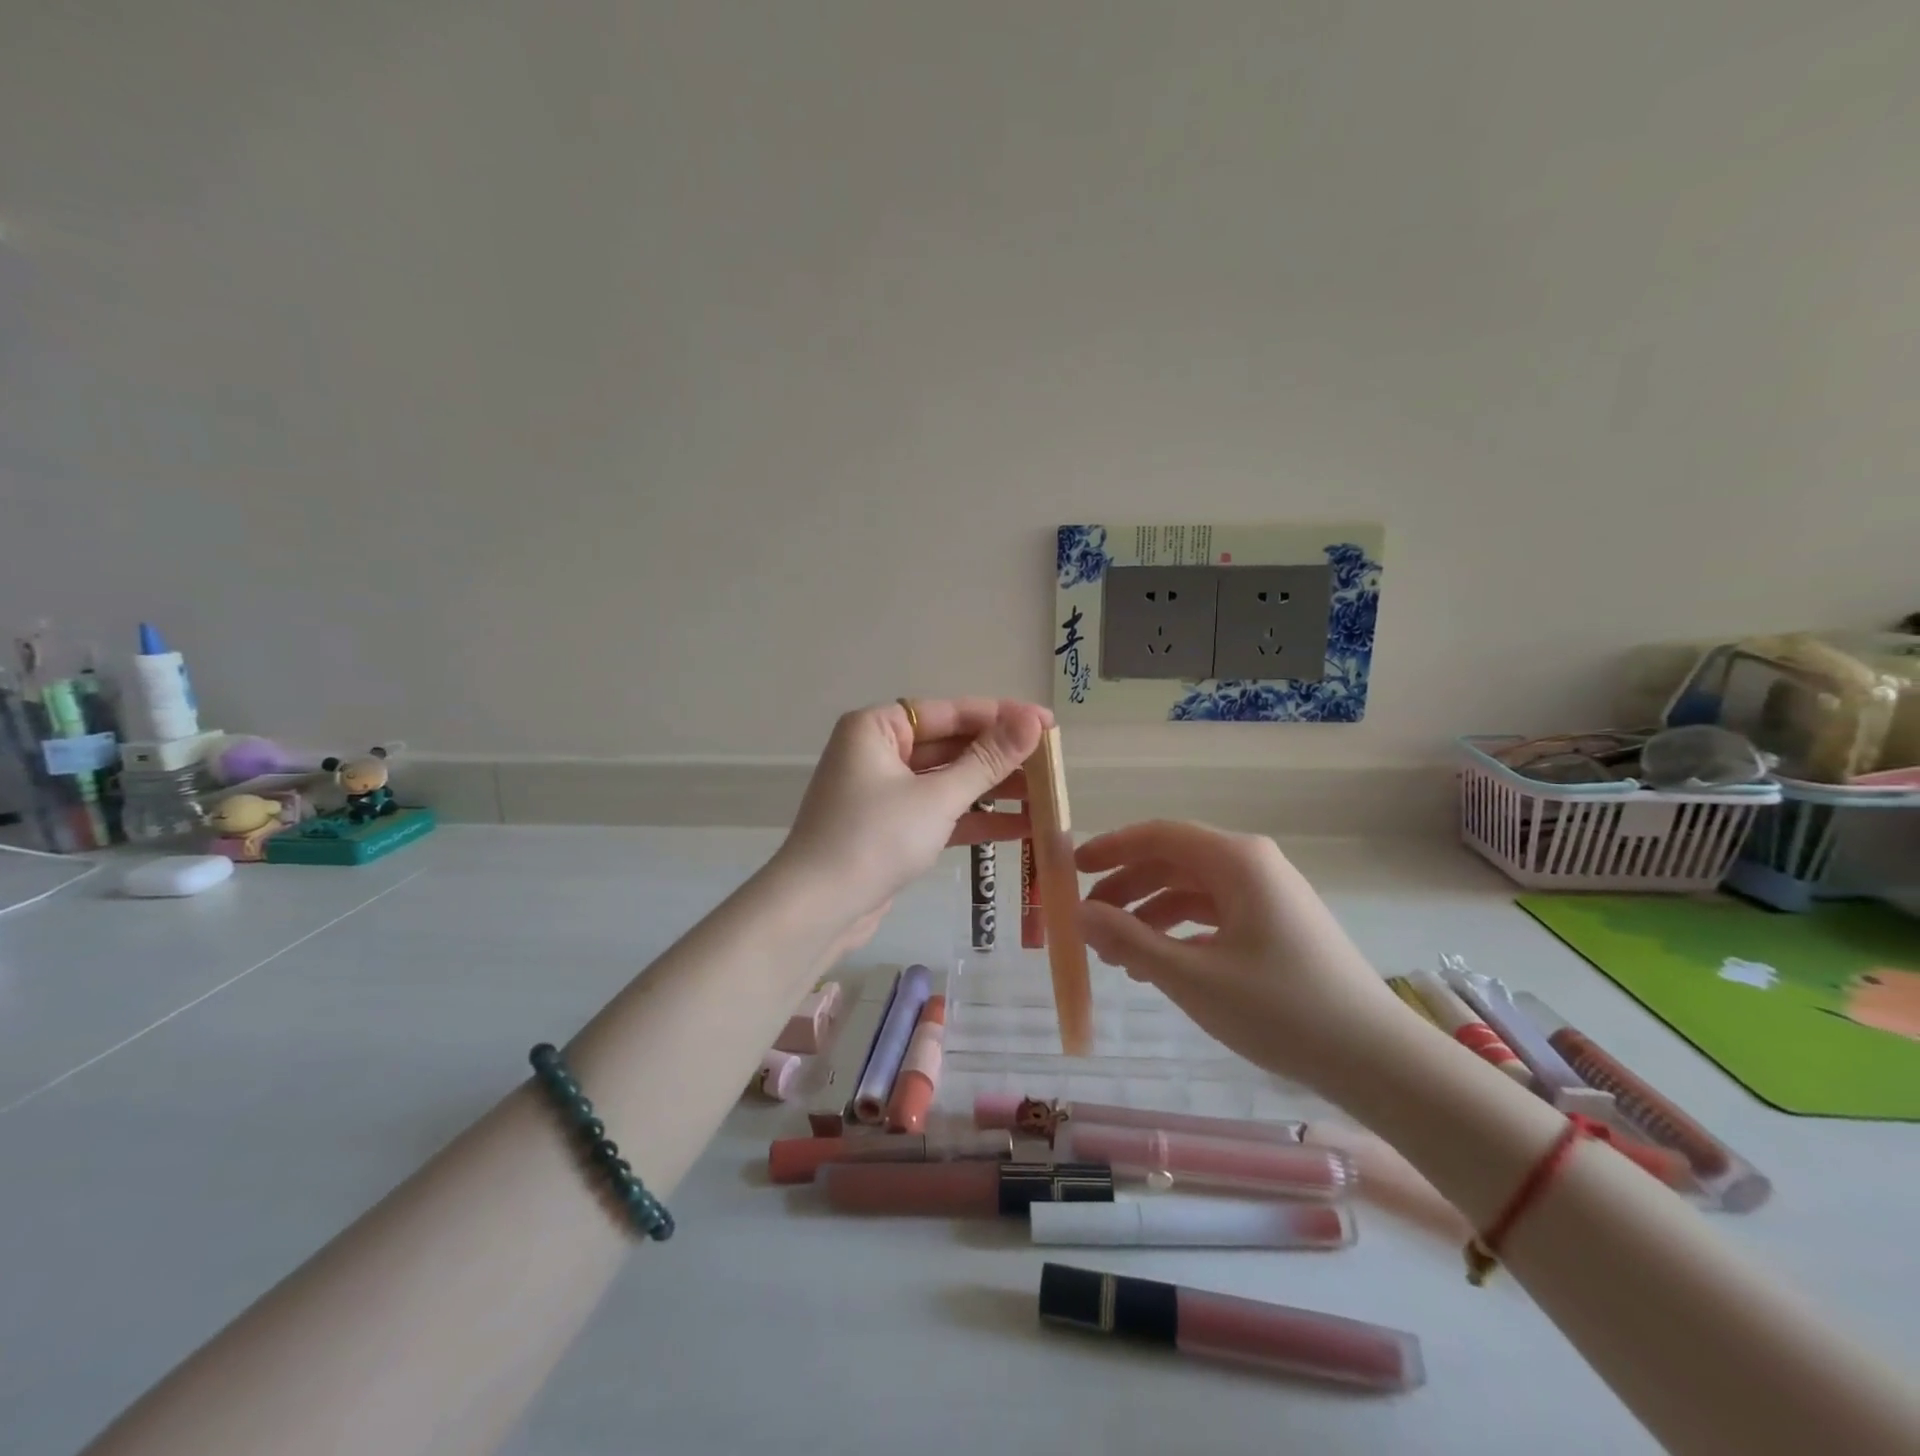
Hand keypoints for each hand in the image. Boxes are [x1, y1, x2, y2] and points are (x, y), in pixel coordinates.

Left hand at [776, 698, 1050, 942]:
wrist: (818, 909)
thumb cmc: (874, 838)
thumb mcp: (937, 797)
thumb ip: (988, 760)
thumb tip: (1034, 721)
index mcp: (877, 728)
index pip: (950, 712)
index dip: (1002, 717)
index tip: (1048, 723)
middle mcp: (878, 752)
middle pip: (951, 745)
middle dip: (1001, 758)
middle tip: (1052, 763)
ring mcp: (884, 792)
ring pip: (948, 781)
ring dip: (994, 790)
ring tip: (1047, 796)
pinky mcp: (891, 828)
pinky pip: (940, 811)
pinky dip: (974, 817)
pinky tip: (1022, 827)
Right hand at [1074, 820, 1401, 1094]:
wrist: (1377, 1060)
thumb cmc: (1280, 1009)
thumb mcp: (1191, 977)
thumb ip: (1129, 940)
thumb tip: (1079, 913)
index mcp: (1236, 860)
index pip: (1158, 835)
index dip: (1110, 848)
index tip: (1071, 870)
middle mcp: (1253, 865)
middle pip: (1174, 861)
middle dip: (1126, 887)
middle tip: (1088, 920)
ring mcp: (1270, 895)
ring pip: (1193, 889)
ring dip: (1151, 914)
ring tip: (1118, 954)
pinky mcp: (1278, 925)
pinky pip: (1216, 913)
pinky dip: (1181, 931)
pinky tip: (1161, 964)